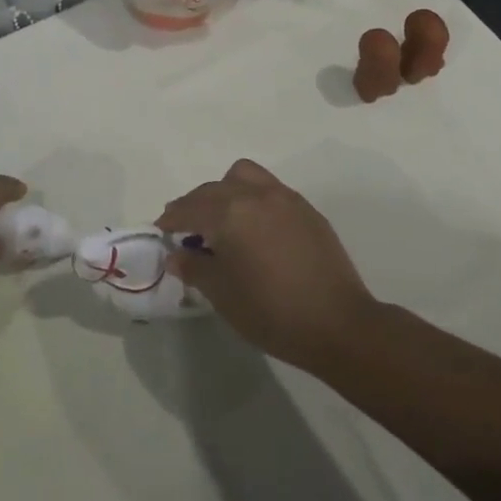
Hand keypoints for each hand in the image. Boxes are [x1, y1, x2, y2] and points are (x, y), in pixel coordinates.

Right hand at [157, 159, 379, 370]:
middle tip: (186, 228)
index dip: (172, 218)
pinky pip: (268, 188)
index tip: (161, 229)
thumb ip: (195, 268)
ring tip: (221, 219)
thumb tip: (177, 254)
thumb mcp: (223, 295)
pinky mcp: (306, 208)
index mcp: (230, 213)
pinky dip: (251, 197)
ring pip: (243, 176)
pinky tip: (254, 228)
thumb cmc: (272, 312)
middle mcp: (255, 195)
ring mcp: (284, 197)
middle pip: (213, 188)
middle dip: (194, 204)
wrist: (339, 323)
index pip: (190, 208)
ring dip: (225, 190)